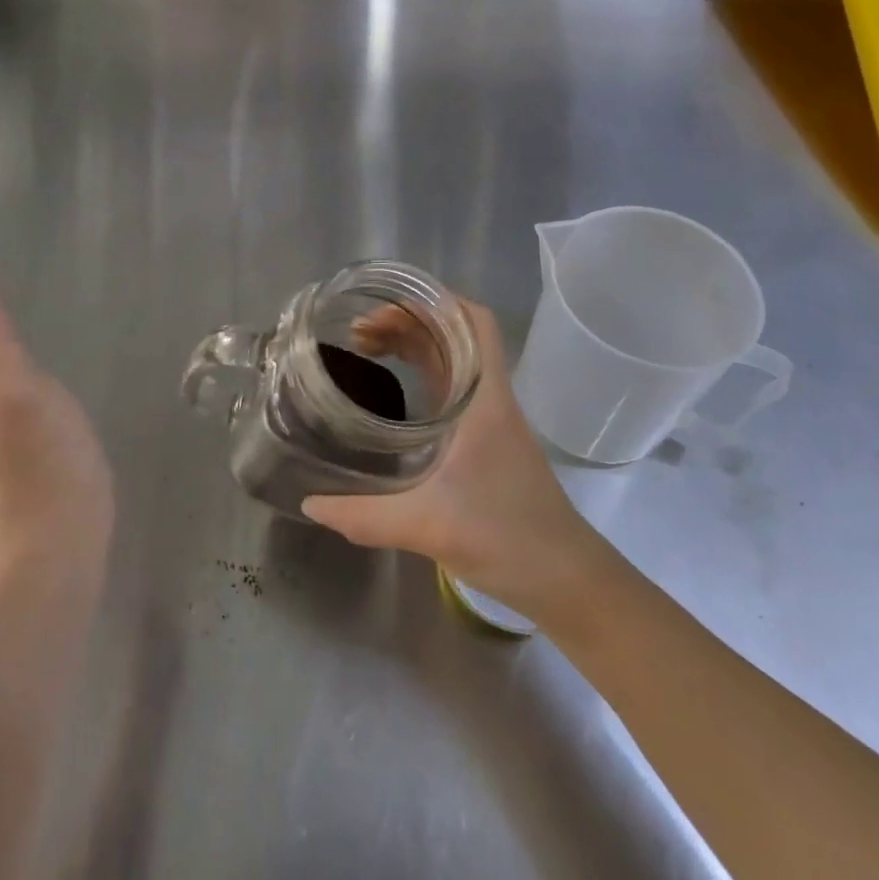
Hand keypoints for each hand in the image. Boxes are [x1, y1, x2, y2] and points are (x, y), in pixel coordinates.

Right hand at [302, 298, 602, 615]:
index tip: (386, 302)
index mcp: (485, 398)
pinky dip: (422, 377)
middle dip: (408, 322)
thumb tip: (311, 504)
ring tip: (367, 350)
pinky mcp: (487, 443)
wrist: (567, 580)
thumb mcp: (428, 525)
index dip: (435, 300)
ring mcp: (491, 421)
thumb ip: (365, 517)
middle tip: (358, 331)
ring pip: (453, 363)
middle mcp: (490, 399)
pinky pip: (452, 391)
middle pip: (454, 336)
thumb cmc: (508, 537)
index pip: (474, 322)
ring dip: (415, 348)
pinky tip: (394, 393)